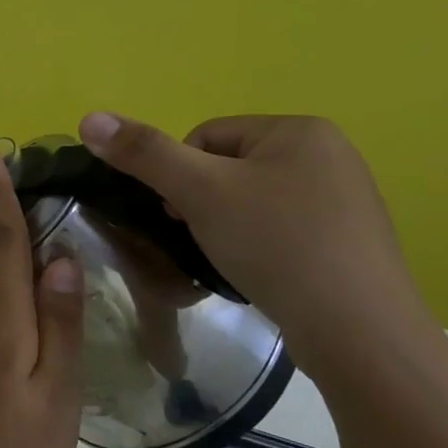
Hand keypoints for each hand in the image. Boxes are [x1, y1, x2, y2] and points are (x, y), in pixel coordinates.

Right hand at [78, 113, 435, 371]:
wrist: (358, 330)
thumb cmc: (276, 244)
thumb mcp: (200, 192)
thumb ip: (143, 153)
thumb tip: (89, 117)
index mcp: (299, 129)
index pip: (205, 137)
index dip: (180, 176)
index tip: (184, 216)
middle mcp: (329, 154)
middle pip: (228, 168)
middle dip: (203, 203)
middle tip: (204, 239)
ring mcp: (344, 200)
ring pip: (251, 202)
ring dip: (226, 226)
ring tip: (231, 260)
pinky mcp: (348, 241)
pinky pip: (280, 230)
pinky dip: (258, 247)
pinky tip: (259, 273)